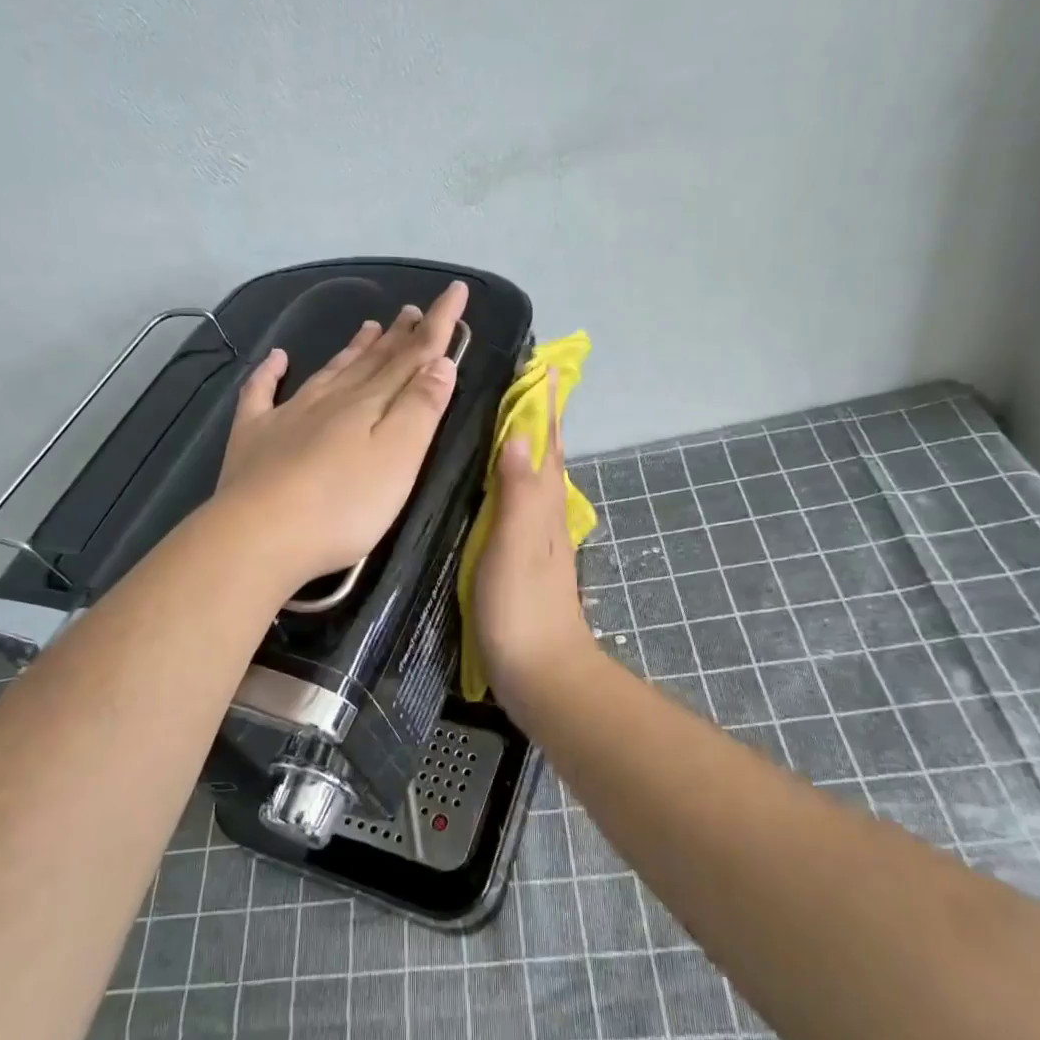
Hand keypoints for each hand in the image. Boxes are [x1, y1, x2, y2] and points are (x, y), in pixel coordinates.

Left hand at [217, 281, 468, 592]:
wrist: (260, 535)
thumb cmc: (343, 505)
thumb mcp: (399, 458)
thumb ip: (421, 408)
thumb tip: (440, 362)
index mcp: (371, 403)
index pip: (414, 355)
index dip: (438, 323)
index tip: (456, 291)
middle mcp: (331, 399)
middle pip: (372, 361)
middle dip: (398, 335)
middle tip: (411, 311)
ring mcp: (288, 415)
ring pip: (329, 372)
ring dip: (352, 349)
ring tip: (369, 327)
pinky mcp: (254, 437)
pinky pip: (261, 394)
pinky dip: (269, 373)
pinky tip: (276, 359)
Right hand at [473, 378, 598, 707]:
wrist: (542, 674)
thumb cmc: (522, 609)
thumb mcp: (515, 546)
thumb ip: (518, 492)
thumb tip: (517, 435)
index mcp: (543, 504)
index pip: (546, 442)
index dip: (543, 406)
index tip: (539, 366)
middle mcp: (545, 513)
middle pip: (545, 455)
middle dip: (538, 417)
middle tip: (519, 382)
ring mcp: (537, 537)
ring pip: (534, 477)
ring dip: (526, 444)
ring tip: (503, 419)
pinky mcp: (523, 558)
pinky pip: (520, 502)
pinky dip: (512, 479)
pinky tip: (494, 483)